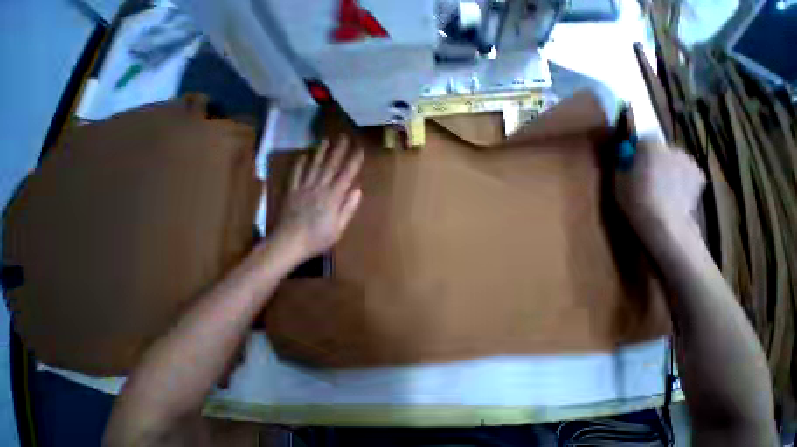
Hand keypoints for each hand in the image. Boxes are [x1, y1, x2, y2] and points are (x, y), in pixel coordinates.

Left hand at [271, 137, 363, 261]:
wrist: (288, 243)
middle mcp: (319, 188)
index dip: (353, 162)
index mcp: (333, 198)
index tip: (359, 150)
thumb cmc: (318, 239)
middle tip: (344, 137)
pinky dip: (300, 163)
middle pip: (330, 166)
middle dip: (339, 150)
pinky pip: (296, 173)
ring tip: (325, 140)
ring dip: (320, 152)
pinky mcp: (291, 191)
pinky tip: (304, 155)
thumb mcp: (339, 228)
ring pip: (313, 166)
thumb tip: (358, 190)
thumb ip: (348, 208)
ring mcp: (303, 188)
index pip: (346, 175)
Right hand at [614, 138, 705, 238]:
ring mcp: (690, 162)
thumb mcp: (618, 179)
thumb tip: (626, 154)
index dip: (635, 149)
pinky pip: (685, 171)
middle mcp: (674, 149)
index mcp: (651, 148)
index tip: (629, 161)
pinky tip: (672, 192)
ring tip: (658, 186)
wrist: (663, 221)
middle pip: (660, 149)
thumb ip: (624, 162)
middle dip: (652, 158)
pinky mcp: (700, 175)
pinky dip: (679, 177)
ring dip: (667, 167)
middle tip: (643, 176)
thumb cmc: (634, 199)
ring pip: (674, 160)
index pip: (642, 139)